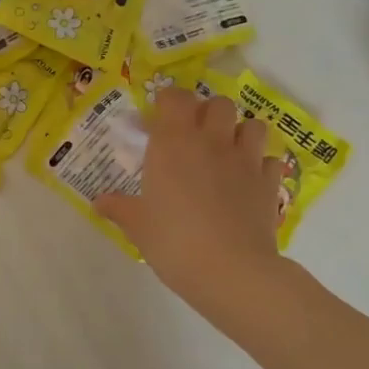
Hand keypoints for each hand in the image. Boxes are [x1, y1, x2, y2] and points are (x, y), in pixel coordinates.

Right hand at [98, 88, 287, 335]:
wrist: (231, 271)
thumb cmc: (174, 241)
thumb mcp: (137, 225)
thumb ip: (119, 207)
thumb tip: (98, 202)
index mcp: (174, 143)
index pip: (175, 97)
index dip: (168, 101)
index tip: (158, 119)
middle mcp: (212, 141)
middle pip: (219, 104)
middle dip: (207, 113)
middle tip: (194, 136)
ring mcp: (246, 160)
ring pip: (252, 125)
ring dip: (239, 132)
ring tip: (226, 153)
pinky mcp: (270, 183)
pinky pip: (270, 160)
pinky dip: (261, 165)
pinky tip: (248, 181)